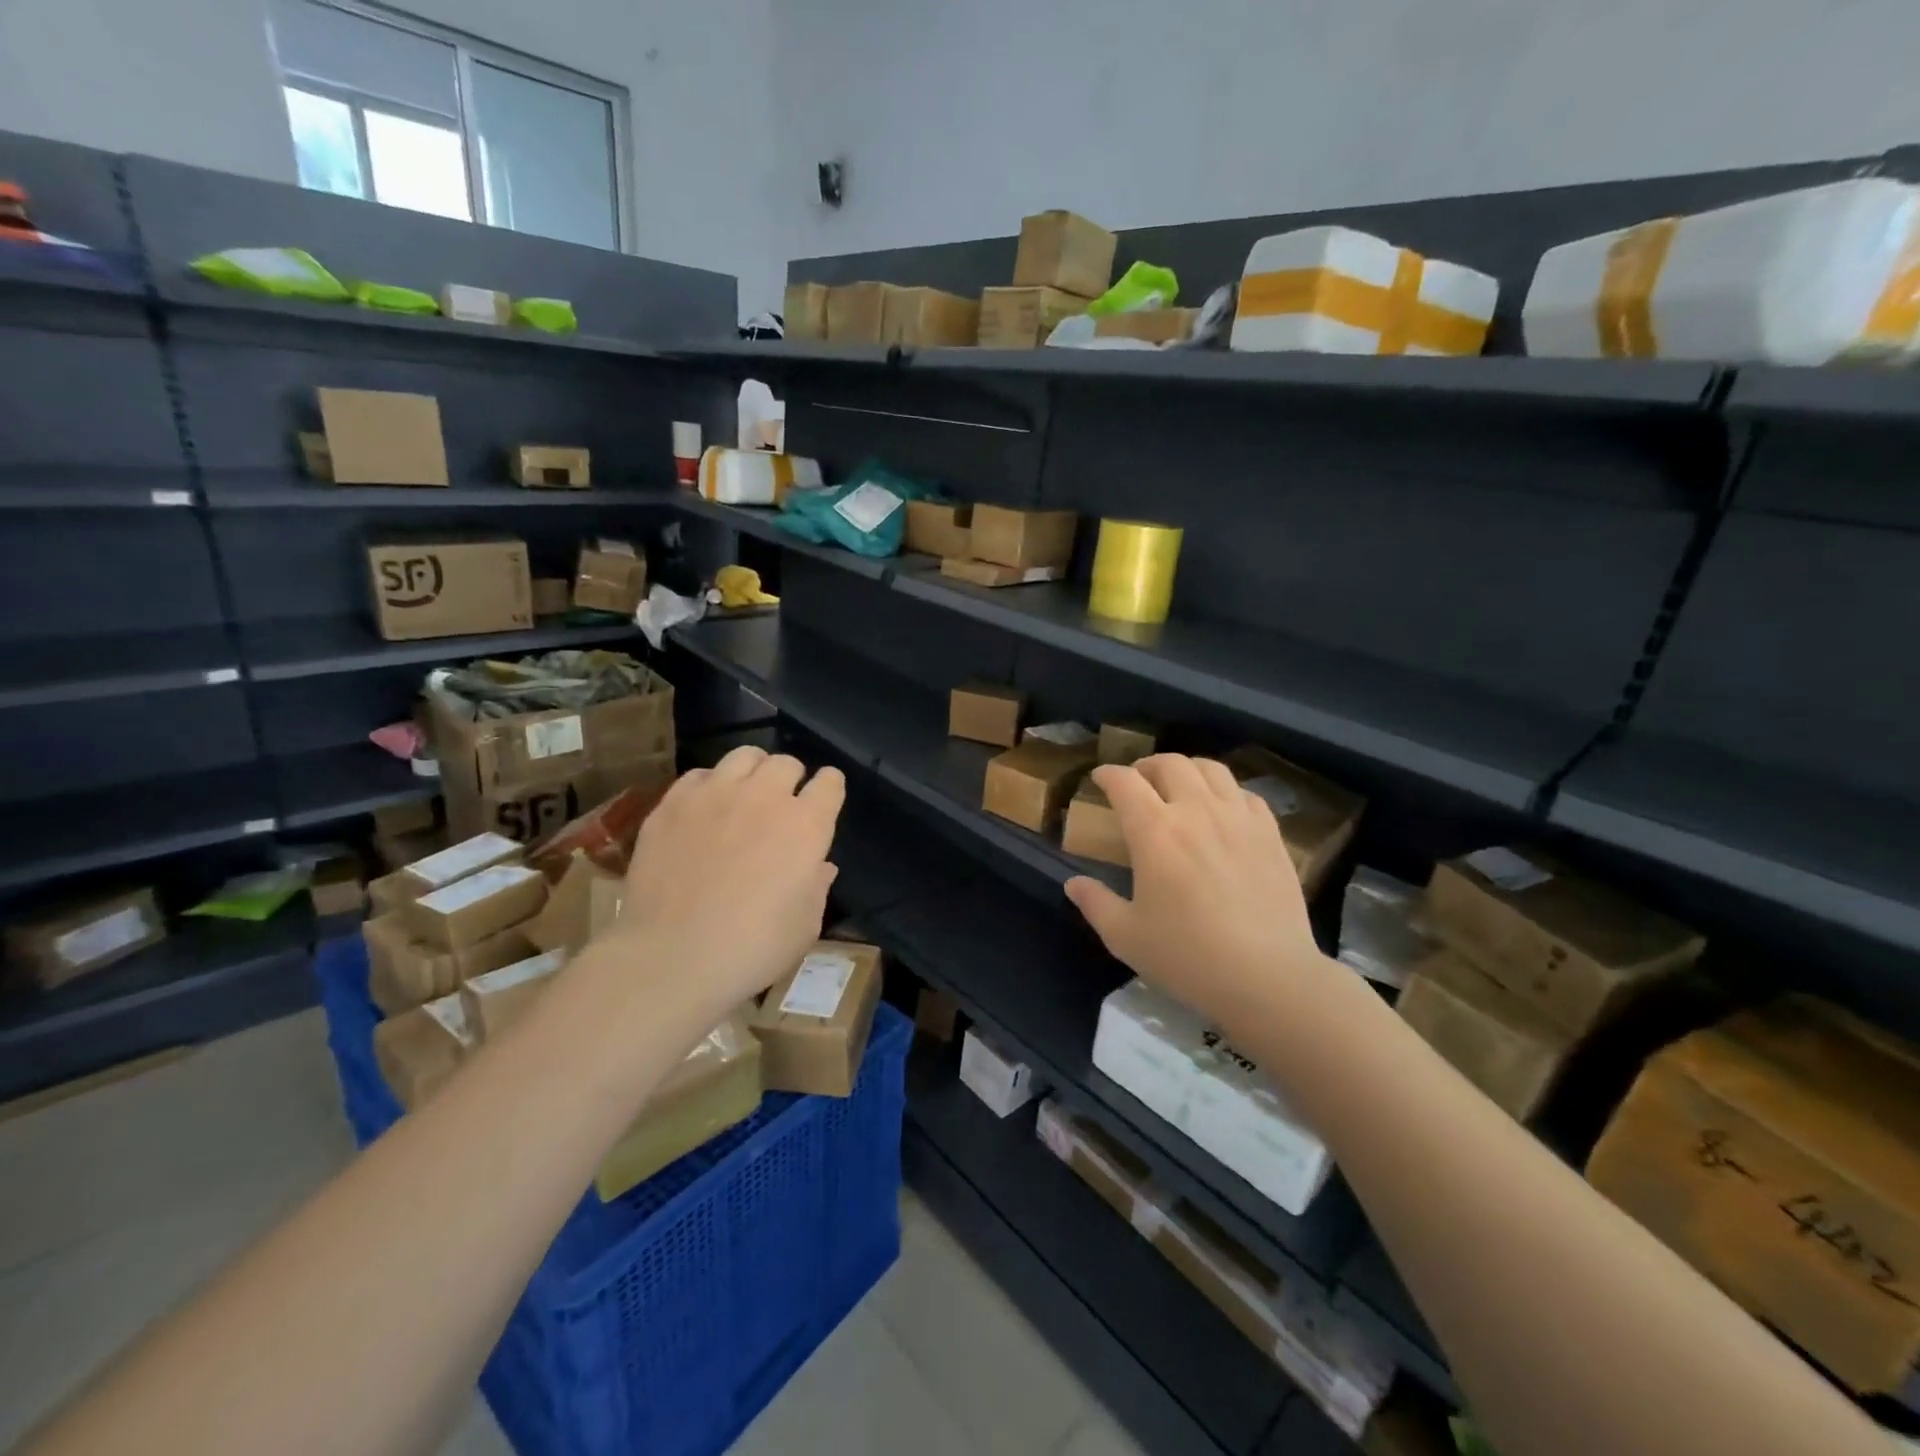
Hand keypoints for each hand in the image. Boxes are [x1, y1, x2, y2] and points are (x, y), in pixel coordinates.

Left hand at [609, 747, 844, 1023]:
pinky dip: (710, 785)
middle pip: (786, 763)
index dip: (829, 789)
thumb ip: (817, 887)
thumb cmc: (752, 950)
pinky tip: (704, 810)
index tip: (824, 801)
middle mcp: (764, 797)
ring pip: (744, 756)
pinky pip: (699, 775)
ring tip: (745, 794)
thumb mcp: (805, 927)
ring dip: (753, 771)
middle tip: (782, 805)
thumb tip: (820, 866)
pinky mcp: (672, 804)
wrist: (671, 959)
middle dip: (791, 779)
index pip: (830, 782)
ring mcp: (714, 795)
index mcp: (806, 825)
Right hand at [1065, 755, 1335, 1030]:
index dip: (1108, 774)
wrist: (1268, 977)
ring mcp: (1238, 818)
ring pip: (1211, 769)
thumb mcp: (1126, 936)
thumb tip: (1073, 883)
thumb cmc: (1188, 957)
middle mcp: (1196, 811)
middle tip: (1138, 781)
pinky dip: (1226, 792)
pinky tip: (1223, 811)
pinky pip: (1245, 794)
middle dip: (1146, 766)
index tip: (1100, 778)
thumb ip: (1095, 903)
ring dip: (1187, 770)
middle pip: (1169, 764)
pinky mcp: (1270, 833)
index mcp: (1154, 831)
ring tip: (1179, 786)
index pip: (1125, 782)